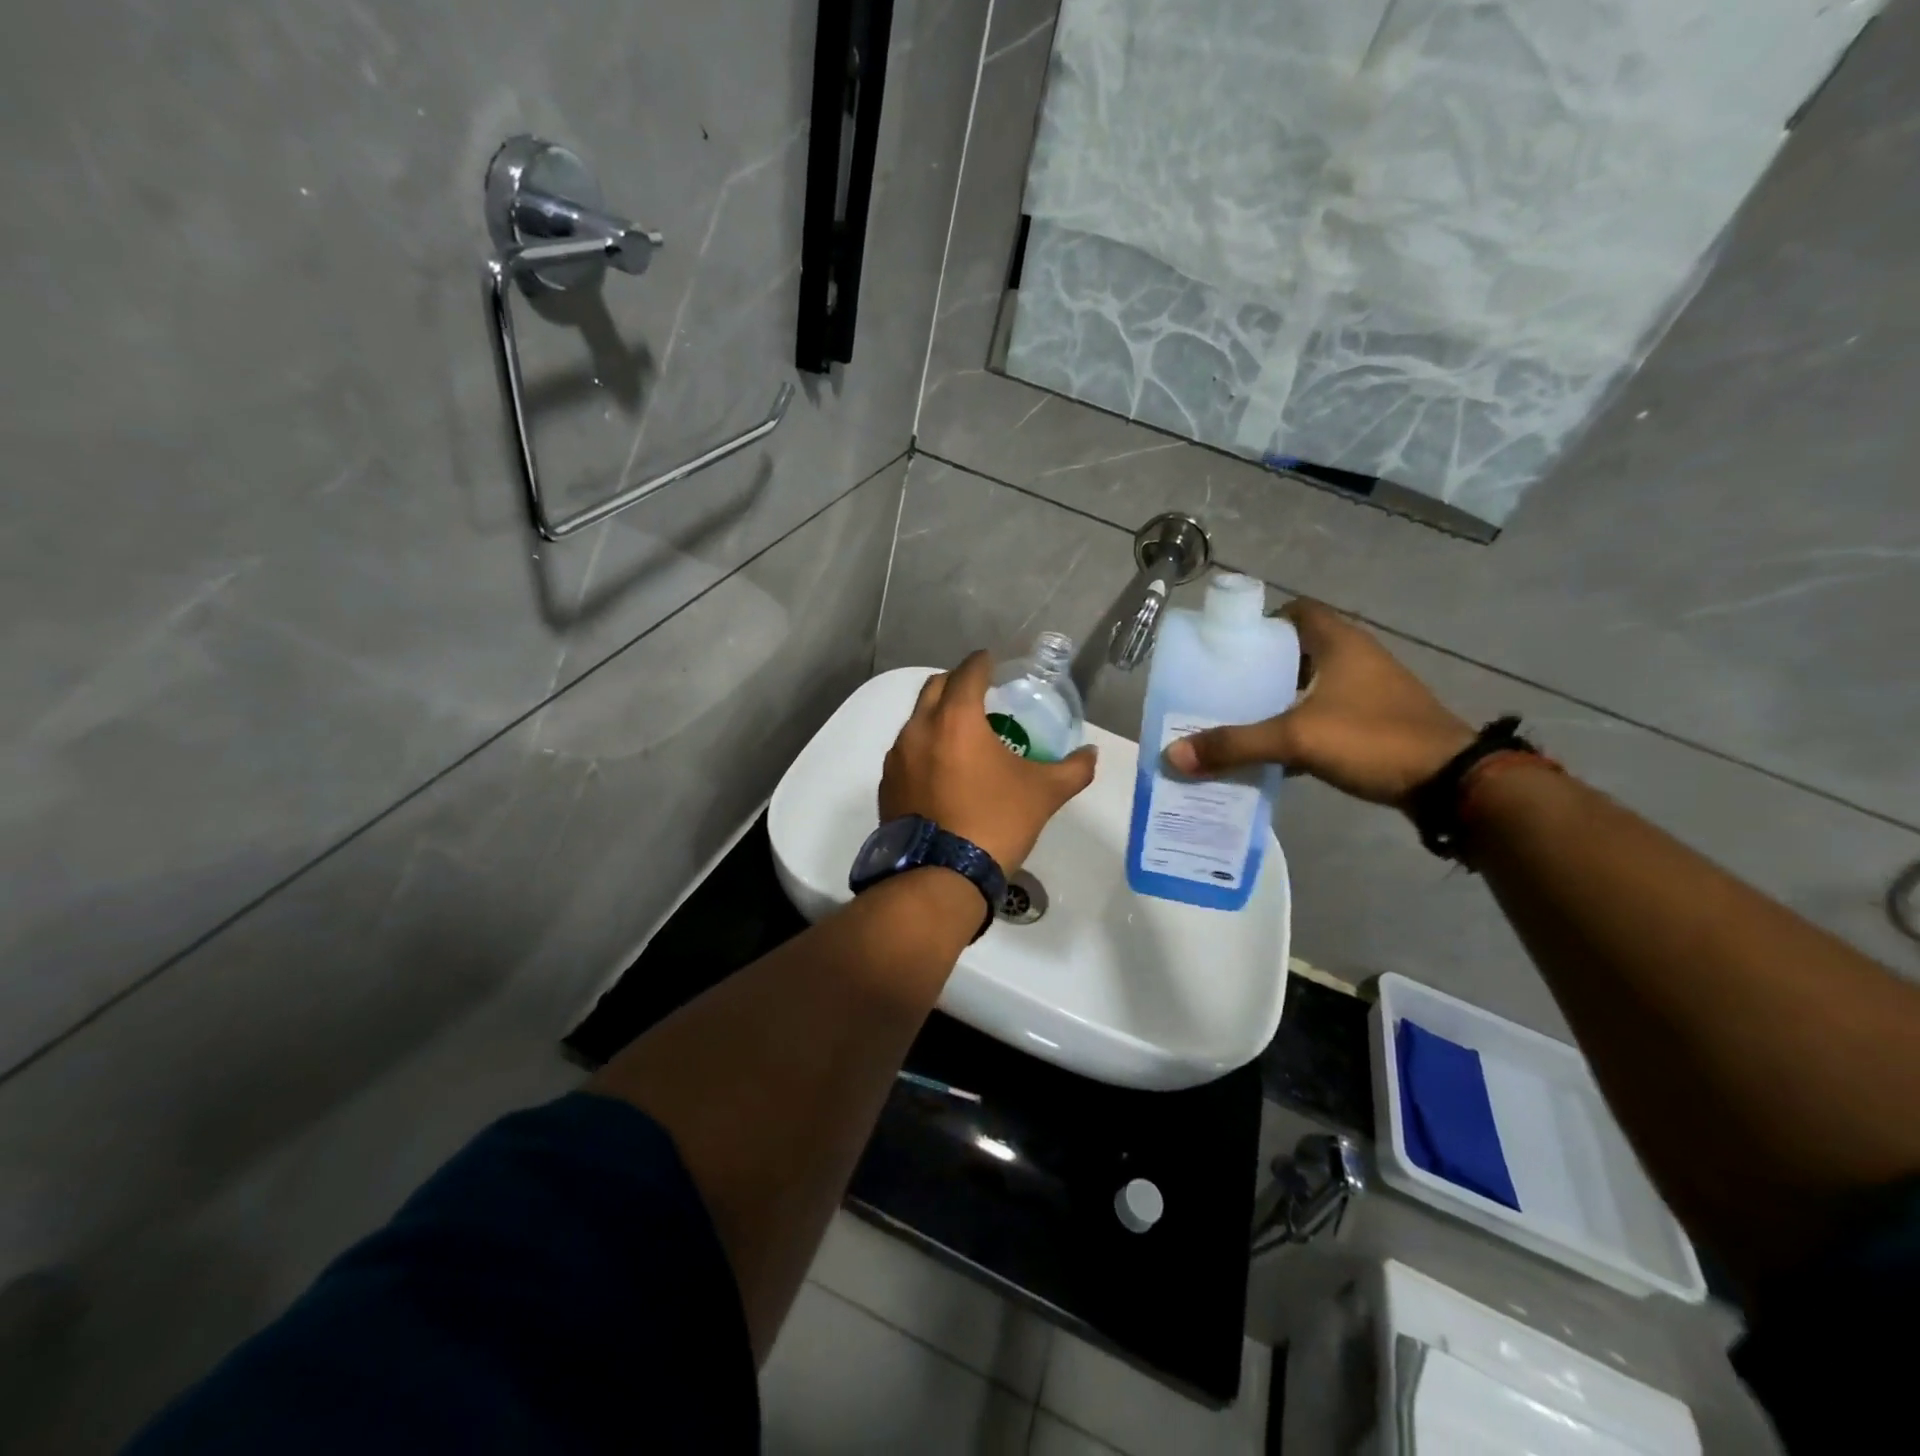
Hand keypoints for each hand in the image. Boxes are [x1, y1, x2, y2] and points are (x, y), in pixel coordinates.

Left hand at [879, 652, 1097, 871]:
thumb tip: (1091, 754)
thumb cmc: (996, 822)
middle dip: (956, 683)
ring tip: (960, 734)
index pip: (968, 672)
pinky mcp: (886, 784)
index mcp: (956, 719)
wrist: (942, 875)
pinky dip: (923, 748)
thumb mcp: (1044, 794)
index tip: (992, 662)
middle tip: (978, 693)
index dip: (982, 663)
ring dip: (937, 716)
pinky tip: (941, 770)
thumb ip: (1073, 769)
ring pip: (916, 720)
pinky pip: (905, 752)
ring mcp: (897, 757)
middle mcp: (919, 728)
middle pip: (935, 688)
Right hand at [1164, 599, 1473, 808]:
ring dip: (1278, 700)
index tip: (1227, 650)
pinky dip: (1299, 726)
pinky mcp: (1376, 722)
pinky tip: (1274, 752)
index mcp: (1339, 642)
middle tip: (1222, 690)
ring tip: (1238, 720)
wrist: (1452, 784)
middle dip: (1260, 668)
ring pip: (1311, 685)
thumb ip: (1235, 744)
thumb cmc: (1373, 739)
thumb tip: (1173, 755)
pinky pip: (1325, 714)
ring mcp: (1369, 691)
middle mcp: (1356, 657)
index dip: (1260, 624)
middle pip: (1297, 650)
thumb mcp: (1297, 738)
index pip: (1295, 611)